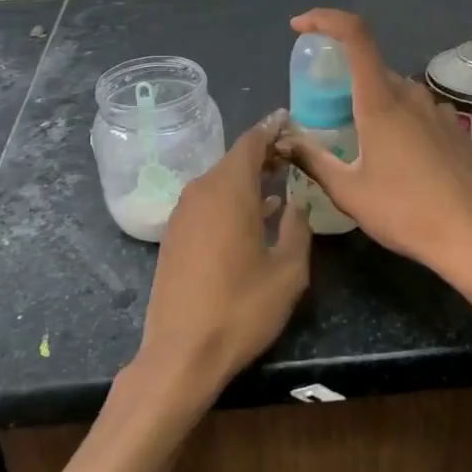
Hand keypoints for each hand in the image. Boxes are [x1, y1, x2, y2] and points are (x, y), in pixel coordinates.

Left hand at [136, 110, 311, 402]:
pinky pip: (207, 202)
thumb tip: (296, 202)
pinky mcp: (174, 236)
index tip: (290, 119)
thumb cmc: (241, 309)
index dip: (272, 129)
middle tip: (292, 153)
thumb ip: (297, 227)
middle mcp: (200, 193)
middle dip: (263, 154)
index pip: (251, 143)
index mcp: (229, 191)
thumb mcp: (287, 271)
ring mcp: (182, 214)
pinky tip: (252, 215)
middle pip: (233, 160)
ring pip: (219, 181)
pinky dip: (230, 198)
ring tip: (279, 181)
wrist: (181, 352)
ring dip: (247, 178)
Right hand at [278, 9, 471, 282]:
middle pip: (370, 67)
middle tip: (321, 112)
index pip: (355, 36)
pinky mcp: (453, 129)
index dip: (326, 19)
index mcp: (381, 102)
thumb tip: (284, 141)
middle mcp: (411, 95)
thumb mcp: (348, 191)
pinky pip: (415, 109)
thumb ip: (313, 159)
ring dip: (369, 102)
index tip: (301, 27)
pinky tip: (392, 157)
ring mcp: (436, 110)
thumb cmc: (404, 212)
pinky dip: (394, 117)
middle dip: (341, 78)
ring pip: (394, 90)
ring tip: (355, 141)